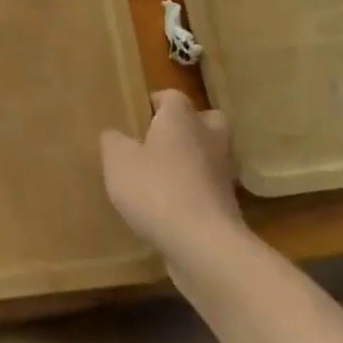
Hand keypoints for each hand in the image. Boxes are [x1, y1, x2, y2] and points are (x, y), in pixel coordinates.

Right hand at [101, 90, 240, 265]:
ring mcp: (223, 173)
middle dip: (187, 127)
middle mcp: (208, 137)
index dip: (155, 103)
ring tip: (162, 177)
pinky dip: (195, 193)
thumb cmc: (156, 189)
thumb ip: (113, 142)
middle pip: (205, 120)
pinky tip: (171, 208)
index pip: (172, 96)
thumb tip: (115, 136)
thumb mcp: (118, 161)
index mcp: (181, 117)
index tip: (137, 117)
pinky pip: (209, 189)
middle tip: (160, 141)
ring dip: (192, 162)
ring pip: (210, 155)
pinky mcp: (228, 207)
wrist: (204, 245)